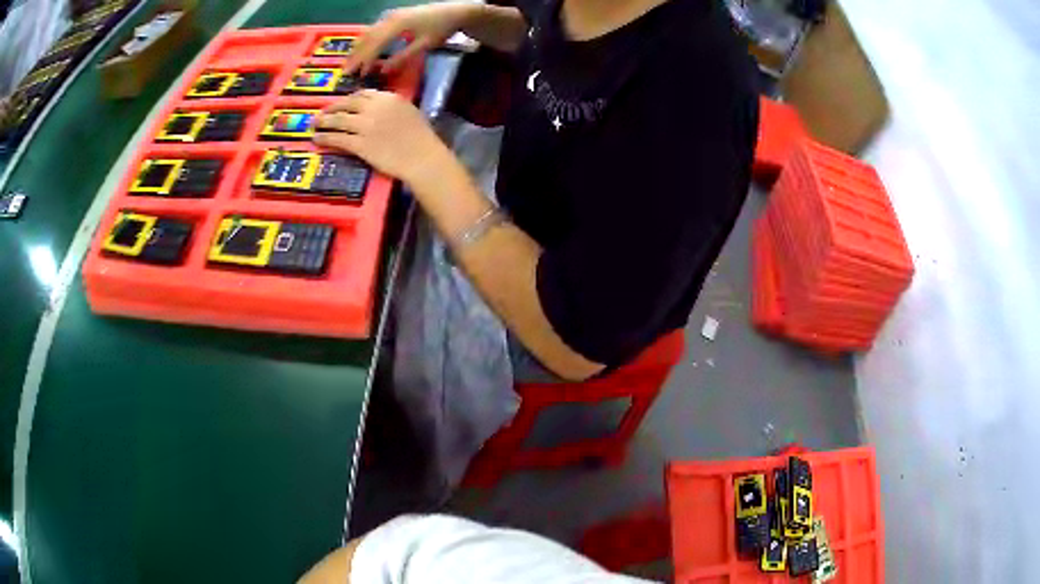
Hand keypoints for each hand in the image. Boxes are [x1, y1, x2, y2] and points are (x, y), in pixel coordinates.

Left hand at [314, 90, 451, 187]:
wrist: (423, 157)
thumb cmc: (421, 138)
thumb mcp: (409, 112)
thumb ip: (391, 107)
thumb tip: (377, 109)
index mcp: (388, 98)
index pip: (363, 94)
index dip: (349, 99)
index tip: (342, 104)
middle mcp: (374, 108)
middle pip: (347, 104)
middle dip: (332, 108)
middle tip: (321, 113)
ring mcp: (365, 126)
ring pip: (338, 121)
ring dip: (323, 122)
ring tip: (314, 125)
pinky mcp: (360, 144)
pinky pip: (337, 139)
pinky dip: (325, 138)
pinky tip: (317, 139)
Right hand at [346, 2, 480, 73]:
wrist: (455, 11)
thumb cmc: (441, 29)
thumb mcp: (423, 46)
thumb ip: (402, 58)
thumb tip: (382, 71)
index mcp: (396, 25)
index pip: (374, 45)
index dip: (364, 60)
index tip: (356, 74)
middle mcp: (389, 18)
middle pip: (367, 38)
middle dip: (356, 55)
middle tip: (345, 71)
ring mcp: (390, 15)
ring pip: (368, 32)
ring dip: (358, 47)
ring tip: (350, 62)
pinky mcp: (394, 16)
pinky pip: (374, 29)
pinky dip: (366, 40)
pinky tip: (362, 49)